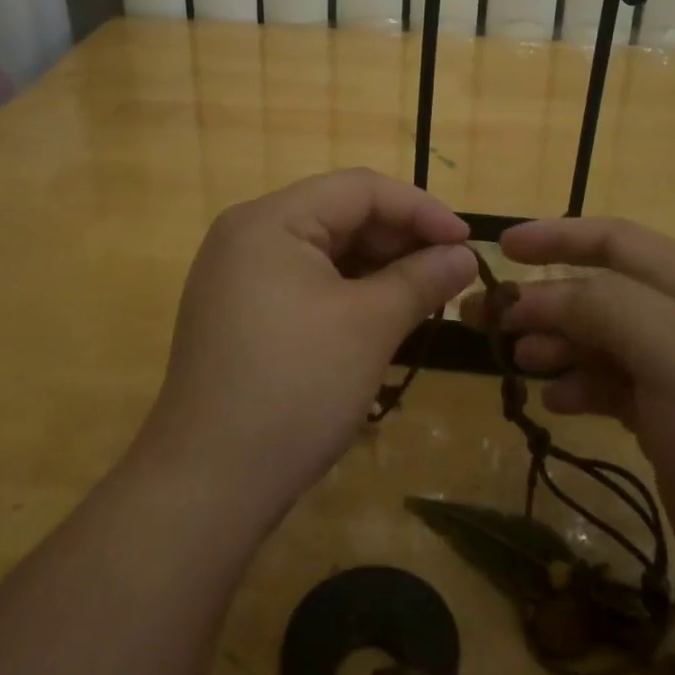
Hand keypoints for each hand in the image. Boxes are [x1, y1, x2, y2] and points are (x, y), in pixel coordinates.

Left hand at [137, 170, 477, 521]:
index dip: (421, 209)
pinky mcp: (240, 313)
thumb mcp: (369, 326)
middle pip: (340, 215)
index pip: (359, 189)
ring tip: (425, 298)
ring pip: (325, 252)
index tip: (468, 244)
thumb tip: (465, 255)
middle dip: (400, 241)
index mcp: (270, 220)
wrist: (207, 486)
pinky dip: (348, 293)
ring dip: (378, 269)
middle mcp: (248, 235)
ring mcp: (238, 276)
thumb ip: (421, 279)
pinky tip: (382, 318)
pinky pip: (305, 283)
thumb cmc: (295, 389)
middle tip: (450, 275)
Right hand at [492, 217, 674, 621]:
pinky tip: (555, 402)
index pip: (616, 240)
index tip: (502, 248)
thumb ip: (601, 306)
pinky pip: (609, 386)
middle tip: (484, 317)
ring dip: (553, 342)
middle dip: (541, 298)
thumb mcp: (671, 351)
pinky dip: (577, 385)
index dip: (558, 236)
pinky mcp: (670, 423)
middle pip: (598, 291)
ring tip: (516, 360)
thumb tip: (534, 297)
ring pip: (599, 340)